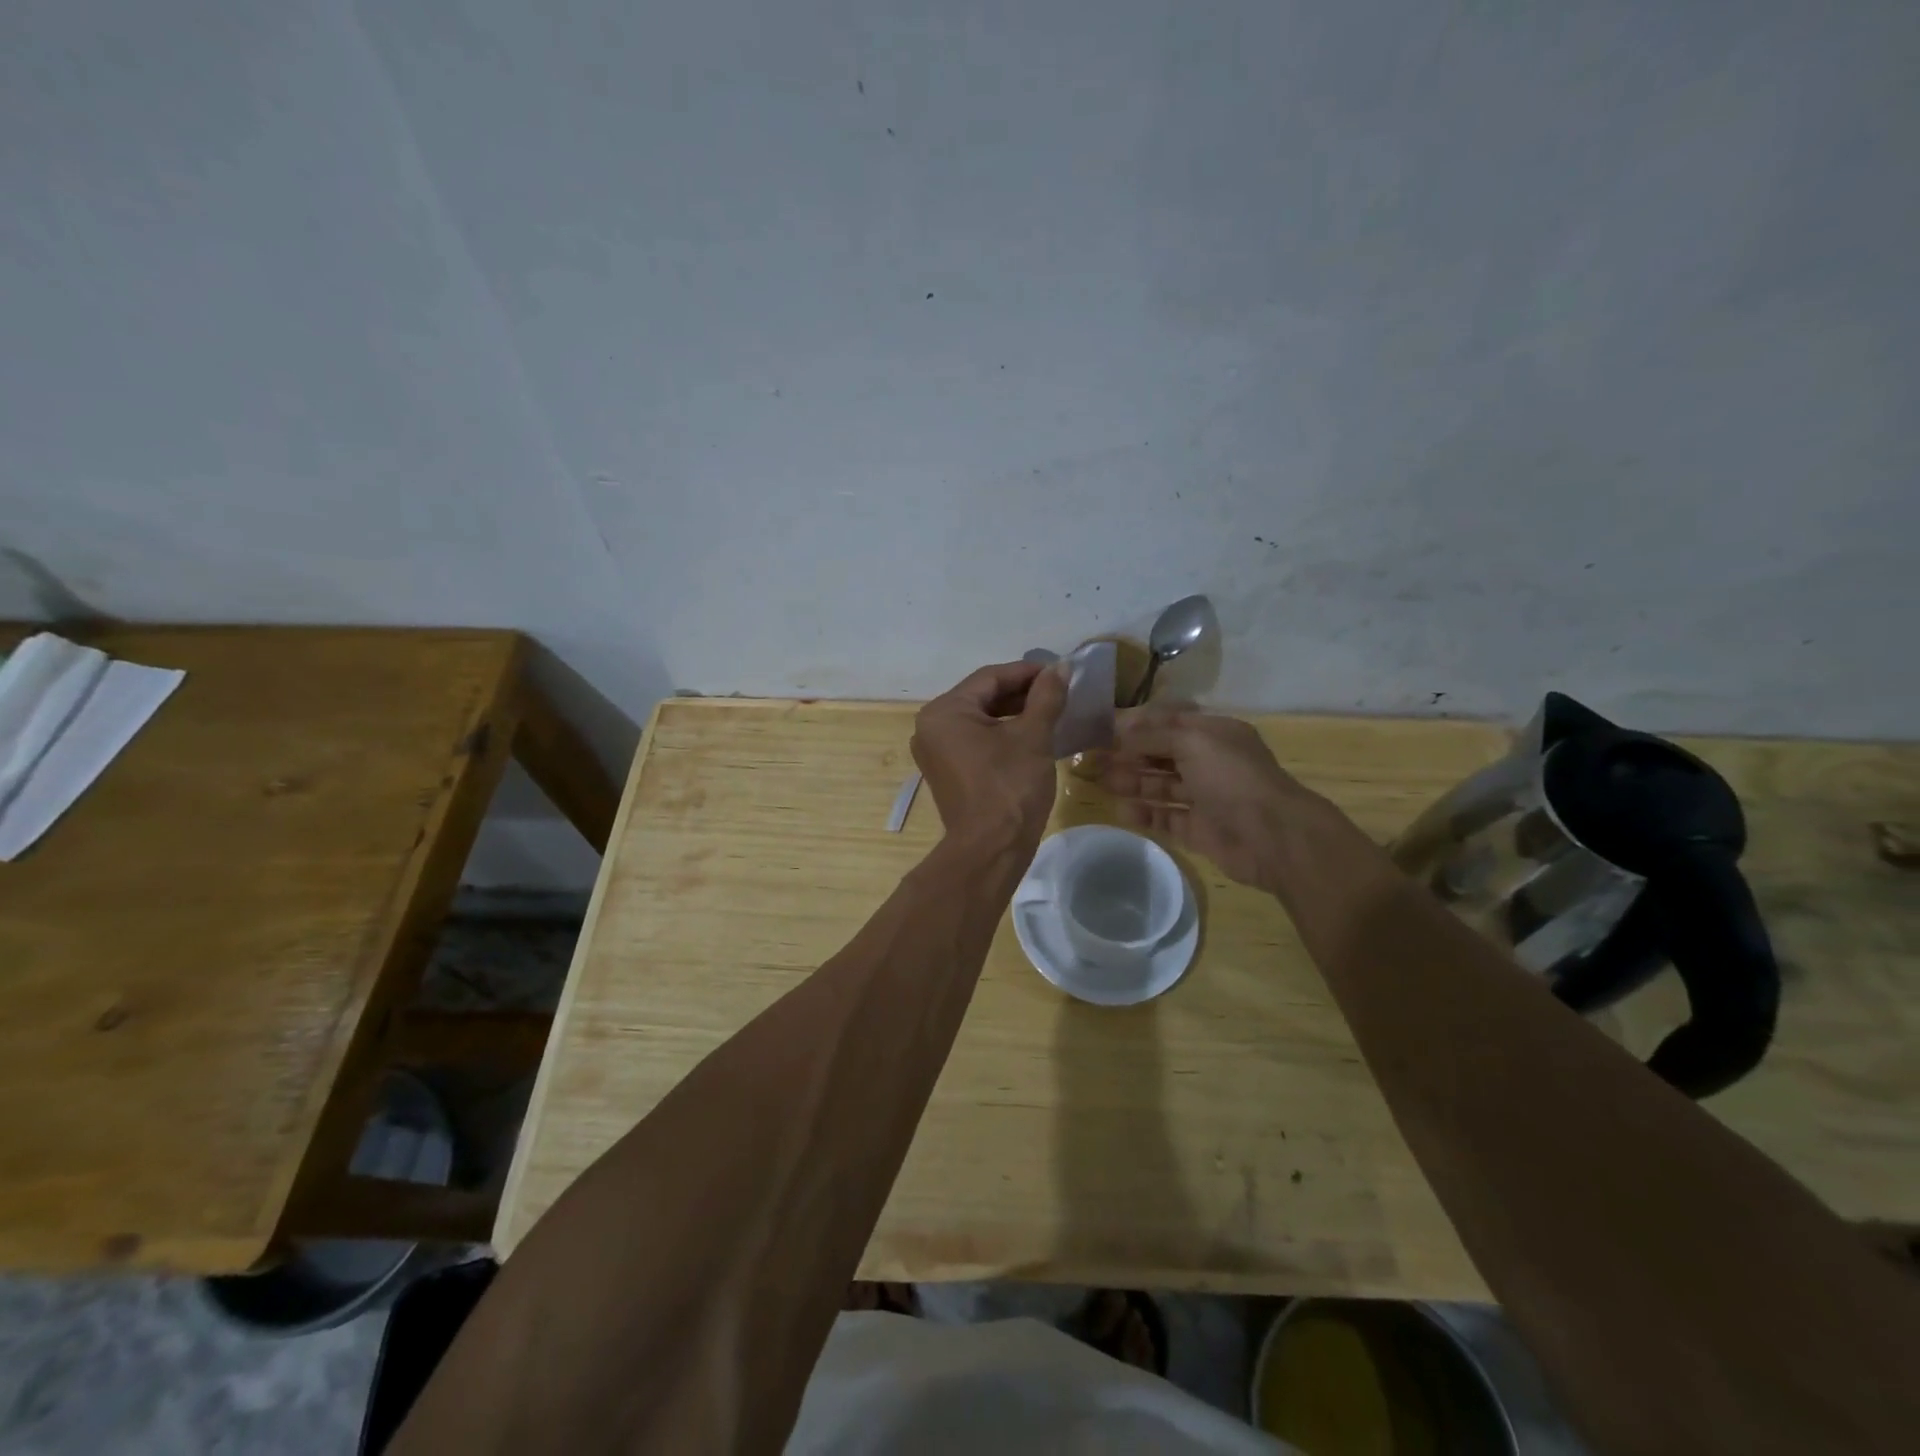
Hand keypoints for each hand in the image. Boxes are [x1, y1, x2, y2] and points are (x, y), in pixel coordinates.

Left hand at [911, 661, 1066, 851]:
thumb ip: (1046, 697)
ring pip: (980, 719)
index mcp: (944, 711)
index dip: (1028, 672)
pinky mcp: (947, 771)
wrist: (991, 849)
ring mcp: (936, 751)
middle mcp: (931, 726)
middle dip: (1021, 693)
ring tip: (1050, 711)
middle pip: (982, 697)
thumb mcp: (1033, 736)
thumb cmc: (1010, 787)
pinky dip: (1002, 734)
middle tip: (1058, 692)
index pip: (990, 678)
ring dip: (1014, 713)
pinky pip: (975, 740)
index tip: (1060, 672)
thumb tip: (1060, 668)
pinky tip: (1032, 735)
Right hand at [1099, 707, 1324, 891]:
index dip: (1138, 724)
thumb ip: (1153, 736)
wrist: (1271, 836)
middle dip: (1130, 755)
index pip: (1170, 721)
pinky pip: (1166, 817)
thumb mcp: (1192, 742)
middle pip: (1162, 754)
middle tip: (1095, 759)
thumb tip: (1119, 732)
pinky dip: (1145, 814)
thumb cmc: (1232, 777)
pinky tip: (1122, 811)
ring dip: (1132, 782)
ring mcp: (1205, 797)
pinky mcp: (1199, 829)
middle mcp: (1210, 762)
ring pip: (1161, 786)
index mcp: (1214, 734)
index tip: (1104, 729)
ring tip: (1102, 783)